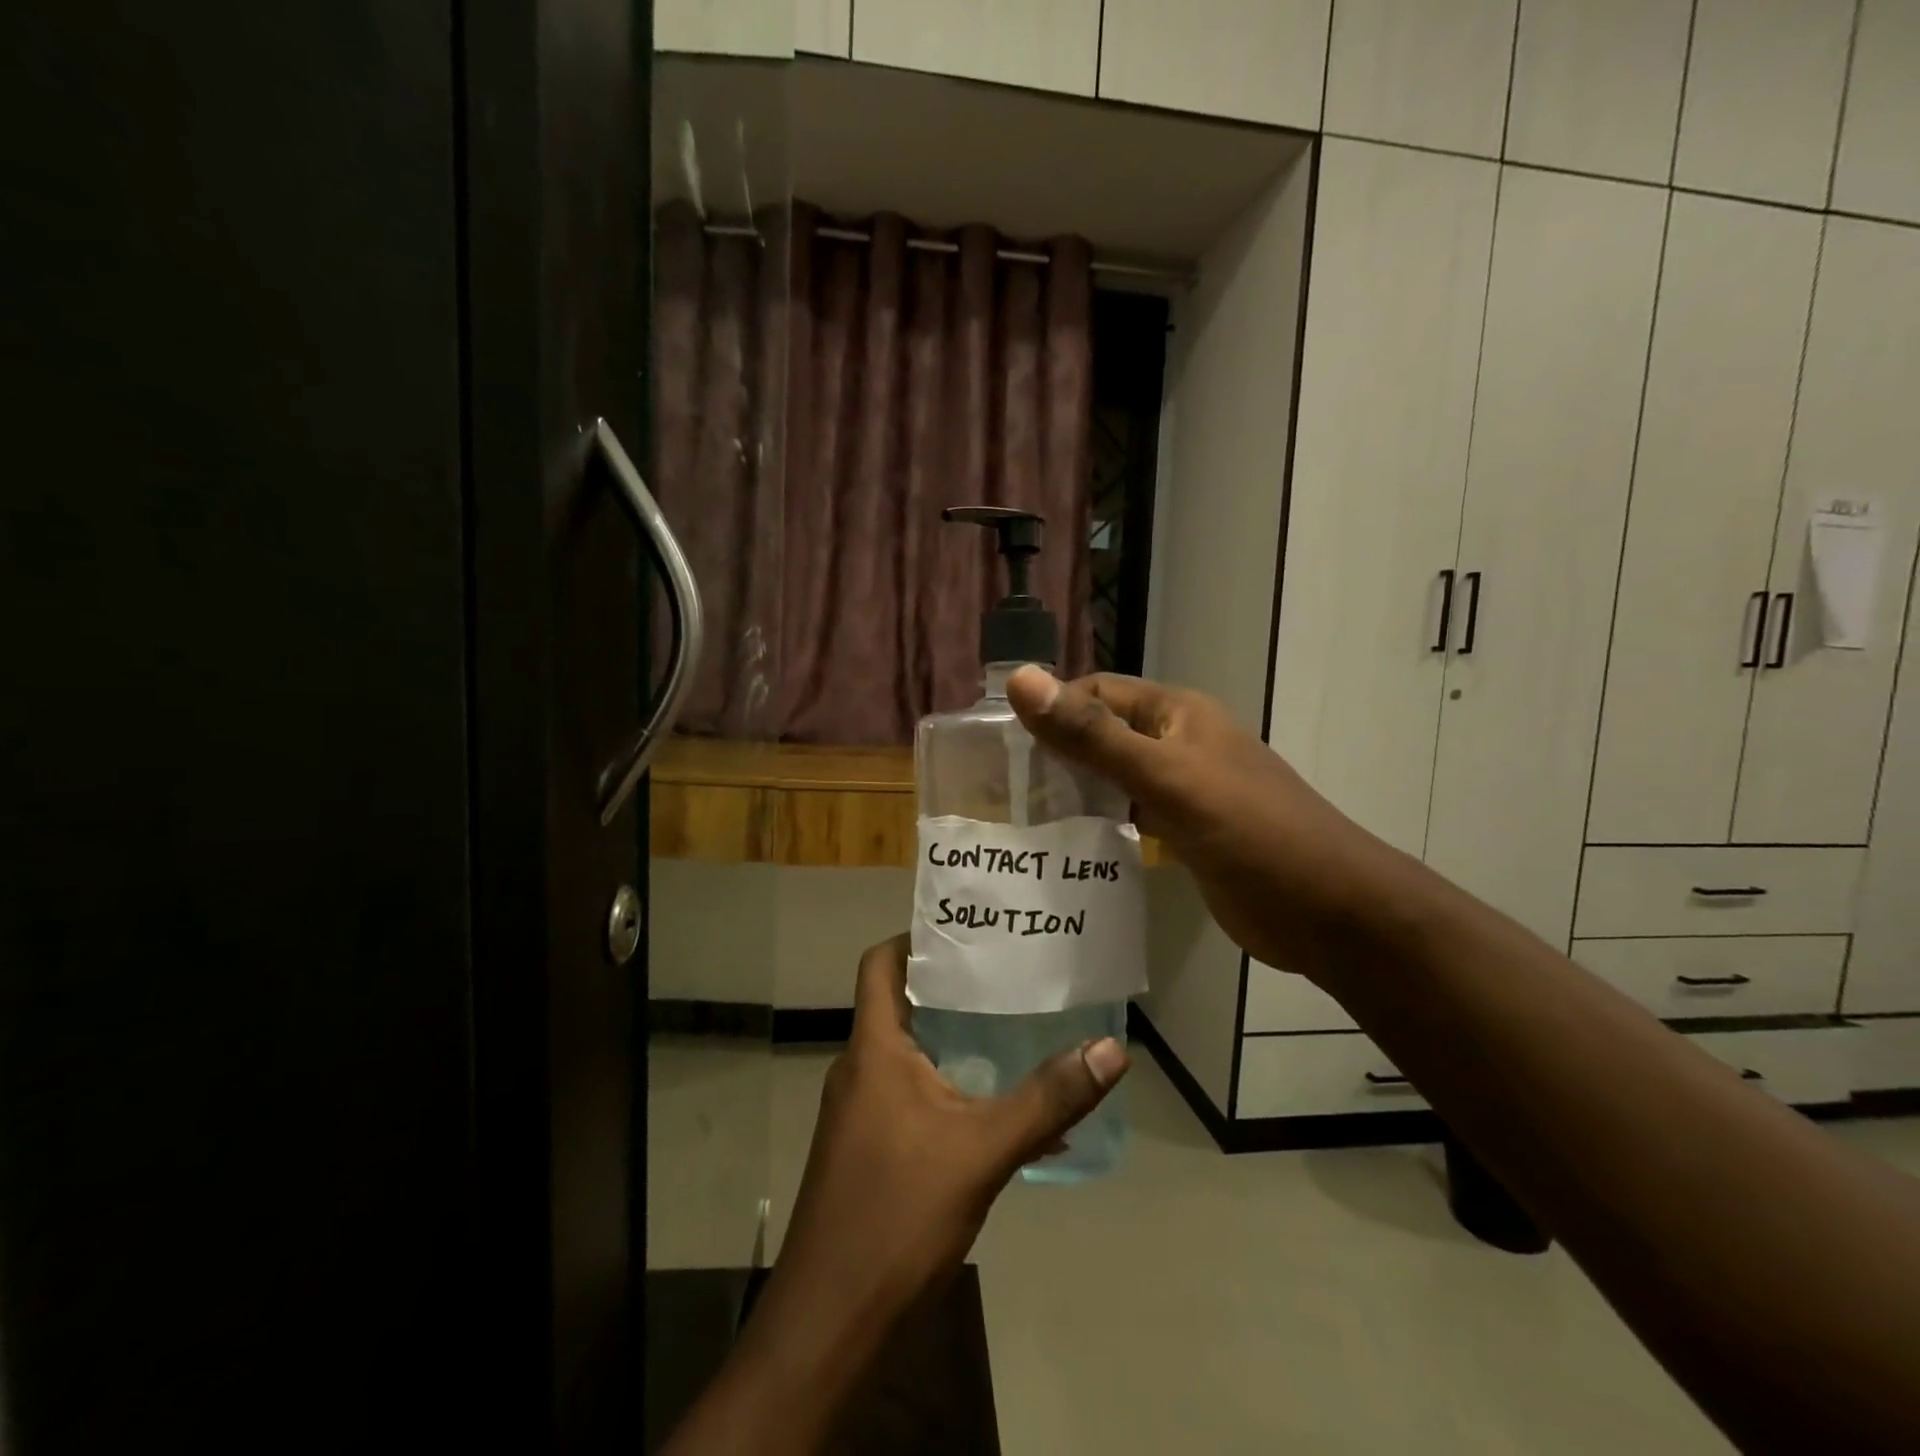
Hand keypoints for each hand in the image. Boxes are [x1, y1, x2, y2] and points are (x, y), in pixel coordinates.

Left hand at [667, 937, 1127, 1454]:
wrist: (832, 1319)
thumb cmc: (897, 1214)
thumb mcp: (982, 1150)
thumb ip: (1048, 1099)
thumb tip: (1111, 1048)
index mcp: (874, 1048)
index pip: (880, 962)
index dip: (915, 936)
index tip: (966, 928)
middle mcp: (860, 1068)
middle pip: (901, 1002)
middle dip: (951, 985)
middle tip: (1007, 970)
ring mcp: (861, 1111)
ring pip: (911, 1051)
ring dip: (955, 1038)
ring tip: (1013, 1025)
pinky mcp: (870, 1148)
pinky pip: (914, 1096)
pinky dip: (952, 1089)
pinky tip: (1001, 1113)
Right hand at [1006, 666, 1400, 981]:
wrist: (1330, 912)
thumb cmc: (1250, 832)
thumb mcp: (1166, 778)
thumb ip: (1093, 735)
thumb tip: (1021, 680)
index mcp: (1176, 714)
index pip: (1097, 693)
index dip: (1052, 709)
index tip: (1001, 746)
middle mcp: (1178, 743)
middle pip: (1103, 735)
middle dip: (1056, 754)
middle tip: (1000, 789)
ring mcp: (1184, 791)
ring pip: (1114, 779)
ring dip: (1075, 793)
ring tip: (1021, 819)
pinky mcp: (1187, 835)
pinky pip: (1131, 818)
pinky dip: (1101, 825)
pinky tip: (1068, 848)